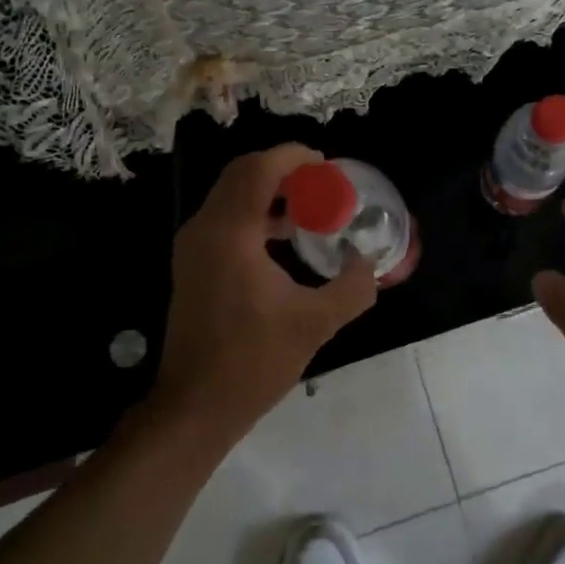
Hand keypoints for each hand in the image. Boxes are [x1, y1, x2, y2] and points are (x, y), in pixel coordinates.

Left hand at [150, 144, 377, 445]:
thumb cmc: (252, 362)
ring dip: (269, 189)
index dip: (293, 157)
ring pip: (231, 193)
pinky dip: (255, 210)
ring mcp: (194, 246)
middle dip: (282, 169)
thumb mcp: (314, 324)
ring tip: (310, 206)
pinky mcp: (193, 263)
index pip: (259, 170)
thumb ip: (352, 288)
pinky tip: (284, 235)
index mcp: (230, 235)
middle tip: (321, 182)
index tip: (326, 165)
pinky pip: (226, 216)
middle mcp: (205, 229)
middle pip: (242, 173)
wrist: (194, 406)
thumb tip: (371, 264)